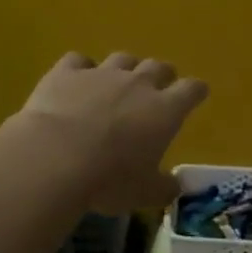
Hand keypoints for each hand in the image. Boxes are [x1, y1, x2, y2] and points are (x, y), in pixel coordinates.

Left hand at [14, 52, 208, 212]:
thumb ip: (164, 188)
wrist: (55, 158)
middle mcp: (138, 84)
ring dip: (125, 69)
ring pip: (122, 58)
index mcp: (166, 110)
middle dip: (162, 76)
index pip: (192, 89)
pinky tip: (75, 80)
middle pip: (159, 67)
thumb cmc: (110, 179)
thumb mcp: (145, 194)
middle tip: (157, 90)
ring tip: (117, 84)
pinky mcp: (67, 72)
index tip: (196, 95)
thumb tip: (175, 186)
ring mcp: (101, 73)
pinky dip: (81, 69)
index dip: (196, 91)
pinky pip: (78, 61)